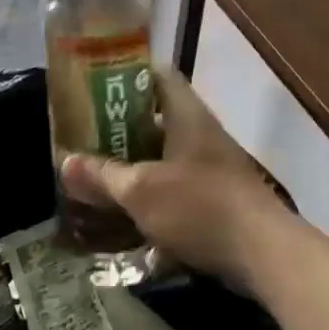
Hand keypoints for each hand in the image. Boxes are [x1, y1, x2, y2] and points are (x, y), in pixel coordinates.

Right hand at [60, 68, 291, 288]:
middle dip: (120, 127)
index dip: (127, 75)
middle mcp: (201, 134)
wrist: (264, 255)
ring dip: (134, 164)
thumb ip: (102, 176)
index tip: (94, 85)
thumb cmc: (200, 207)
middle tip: (84, 135)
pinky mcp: (217, 200)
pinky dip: (152, 194)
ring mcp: (212, 167)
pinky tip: (126, 213)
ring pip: (165, 156)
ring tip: (97, 174)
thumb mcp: (141, 191)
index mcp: (187, 115)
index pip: (158, 75)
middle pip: (157, 118)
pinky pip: (176, 187)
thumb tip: (64, 161)